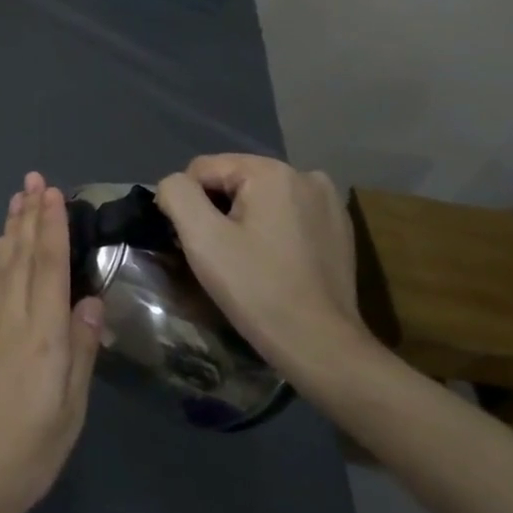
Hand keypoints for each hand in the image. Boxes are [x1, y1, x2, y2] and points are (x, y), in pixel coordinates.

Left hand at [0, 173, 102, 512]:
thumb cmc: (27, 455)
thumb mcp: (69, 412)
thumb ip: (81, 352)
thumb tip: (91, 300)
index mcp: (41, 337)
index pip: (48, 268)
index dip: (51, 228)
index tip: (52, 193)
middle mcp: (11, 321)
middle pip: (21, 257)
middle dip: (29, 216)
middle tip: (33, 180)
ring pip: (2, 267)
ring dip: (12, 230)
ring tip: (18, 200)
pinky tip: (0, 250)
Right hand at [154, 155, 363, 366]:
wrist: (318, 343)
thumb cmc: (255, 288)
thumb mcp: (202, 238)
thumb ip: (177, 195)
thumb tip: (173, 185)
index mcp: (272, 171)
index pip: (202, 169)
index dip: (187, 204)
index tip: (193, 243)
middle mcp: (305, 175)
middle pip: (233, 181)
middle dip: (216, 211)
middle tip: (217, 255)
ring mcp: (328, 202)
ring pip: (259, 198)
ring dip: (242, 220)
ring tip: (243, 260)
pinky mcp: (339, 228)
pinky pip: (286, 215)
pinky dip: (271, 231)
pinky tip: (272, 263)